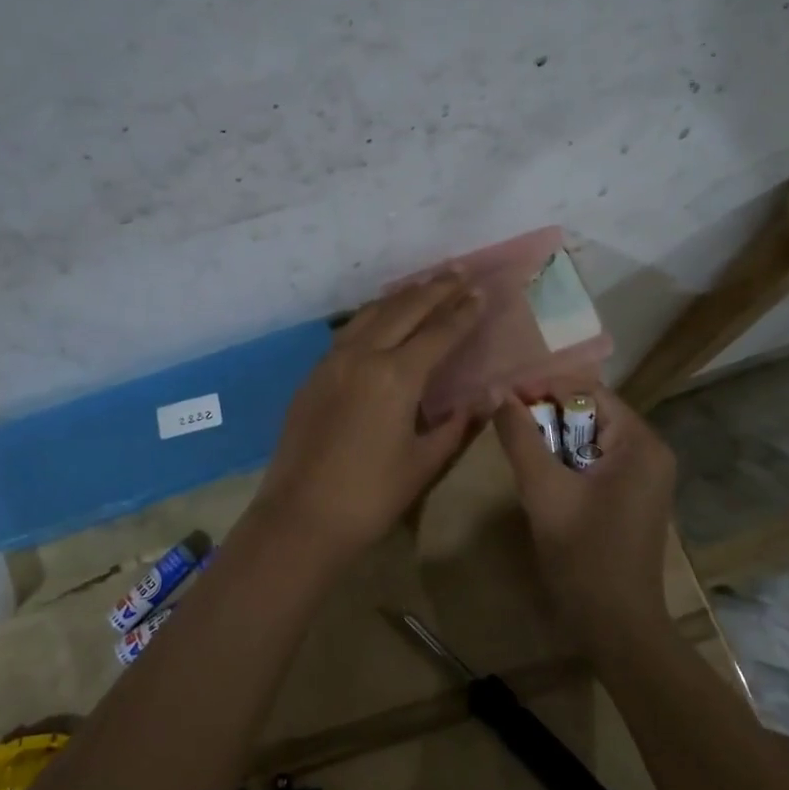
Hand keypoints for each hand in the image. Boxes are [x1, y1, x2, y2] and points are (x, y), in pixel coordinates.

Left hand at [249, 273, 484, 560]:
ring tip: (425, 285)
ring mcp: (332, 362)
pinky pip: (348, 332)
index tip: (481, 292)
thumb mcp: (424, 463)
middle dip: (435, 289)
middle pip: (404, 310)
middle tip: (459, 272)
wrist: (301, 517)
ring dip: (402, 297)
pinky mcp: (313, 375)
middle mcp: (363, 356)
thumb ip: (457, 424)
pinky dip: (373, 316)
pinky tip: (381, 318)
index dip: (462, 312)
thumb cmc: (371, 496)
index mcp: (396, 376)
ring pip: (371, 314)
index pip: (439, 333)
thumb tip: (488, 397)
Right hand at [493, 384, 677, 643]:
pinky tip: (544, 478)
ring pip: (591, 437)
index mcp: (639, 443)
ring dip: (554, 439)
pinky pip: (597, 460)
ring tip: (520, 451)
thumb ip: (520, 437)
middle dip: (547, 415)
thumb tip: (499, 393)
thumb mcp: (543, 490)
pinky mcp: (635, 496)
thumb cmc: (583, 555)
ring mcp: (646, 476)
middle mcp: (651, 451)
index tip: (503, 398)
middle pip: (591, 412)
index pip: (587, 391)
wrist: (617, 625)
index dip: (543, 388)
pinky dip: (568, 460)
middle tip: (507, 426)